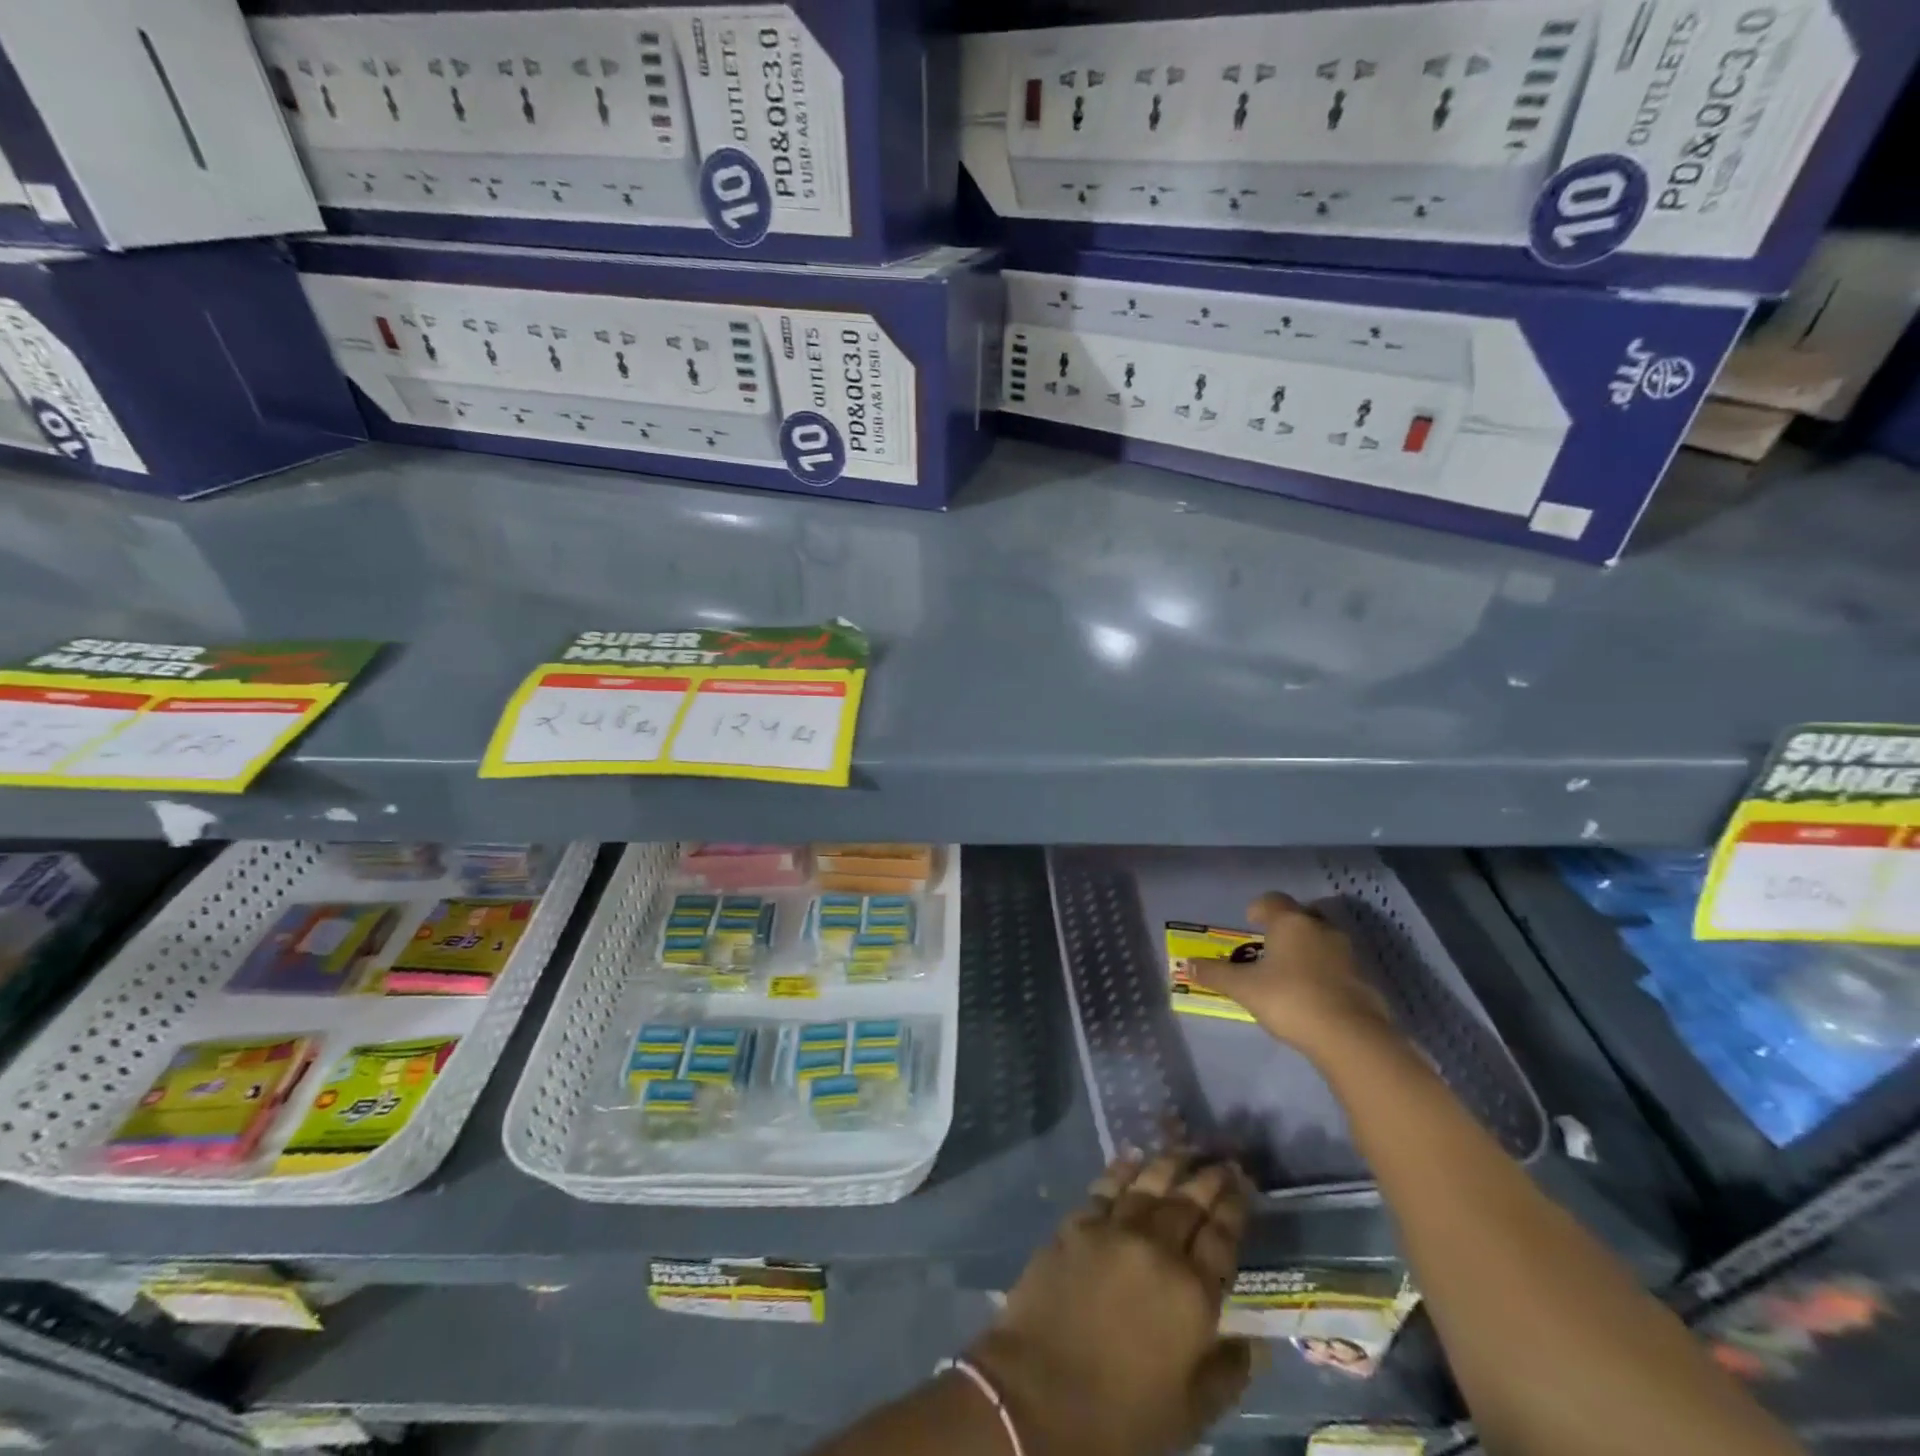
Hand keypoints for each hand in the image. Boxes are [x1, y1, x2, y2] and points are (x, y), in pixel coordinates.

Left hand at [967, 1152, 1255, 1455]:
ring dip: (1170, 1164)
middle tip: (1223, 1159)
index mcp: (1193, 1295)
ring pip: (1149, 1184)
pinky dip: (1123, 1169)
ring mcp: (1114, 1230)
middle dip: (1209, 1177)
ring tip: (1184, 1148)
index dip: (1235, 1207)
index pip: (1222, 1237)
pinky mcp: (1077, 1224)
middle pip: (1189, 1201)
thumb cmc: (1120, 1417)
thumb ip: (1226, 1372)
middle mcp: (1158, 1248)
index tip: (1245, 1182)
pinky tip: (1133, 1157)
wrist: (1037, 1394)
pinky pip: (1106, 1186)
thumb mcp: (1190, 1413)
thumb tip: (1255, 1343)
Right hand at [1183, 892, 1396, 1060]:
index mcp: (1291, 923)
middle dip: (1287, 925)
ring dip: (1309, 948)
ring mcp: (1348, 954)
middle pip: (1303, 915)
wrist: (1350, 1036)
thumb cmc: (1289, 999)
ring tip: (1291, 970)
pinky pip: (1339, 966)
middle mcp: (1321, 929)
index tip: (1250, 920)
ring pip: (1324, 939)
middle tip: (1271, 943)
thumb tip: (1187, 964)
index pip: (1273, 900)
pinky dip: (1326, 972)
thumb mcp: (1244, 988)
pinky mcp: (1364, 979)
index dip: (1259, 907)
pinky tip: (1314, 993)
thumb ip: (1216, 974)